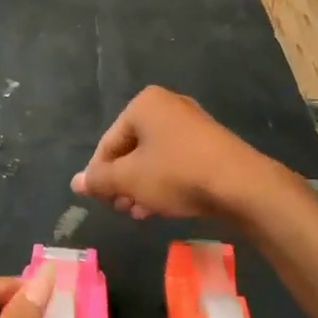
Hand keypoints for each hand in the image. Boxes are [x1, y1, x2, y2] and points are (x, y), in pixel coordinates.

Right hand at [71, 86, 267, 220]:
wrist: (241, 185)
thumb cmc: (177, 174)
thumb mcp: (130, 179)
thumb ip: (100, 180)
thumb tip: (75, 182)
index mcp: (144, 104)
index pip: (108, 143)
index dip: (99, 174)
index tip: (100, 201)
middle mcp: (168, 106)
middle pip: (131, 149)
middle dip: (122, 182)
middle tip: (119, 208)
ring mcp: (192, 125)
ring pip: (154, 158)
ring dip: (141, 187)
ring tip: (137, 213)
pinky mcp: (210, 145)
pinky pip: (176, 162)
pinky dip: (163, 182)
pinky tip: (160, 208)